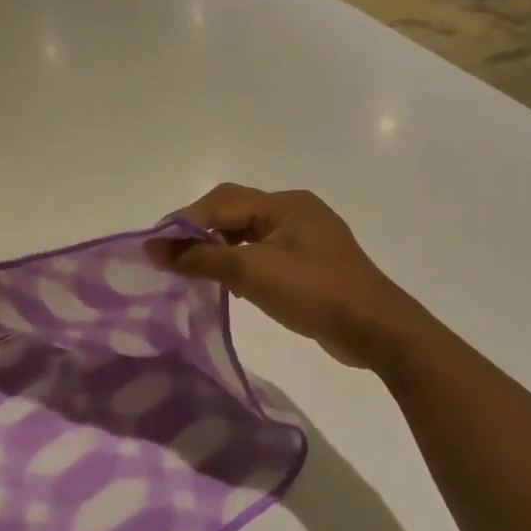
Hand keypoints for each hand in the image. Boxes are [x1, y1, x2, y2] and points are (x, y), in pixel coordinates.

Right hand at [146, 185, 421, 367]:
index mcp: (285, 203)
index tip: (157, 247)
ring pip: (251, 235)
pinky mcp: (313, 264)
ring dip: (223, 250)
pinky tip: (234, 287)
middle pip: (236, 213)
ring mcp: (308, 238)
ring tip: (199, 275)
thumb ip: (201, 257)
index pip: (223, 201)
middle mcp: (297, 212)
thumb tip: (154, 247)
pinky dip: (245, 264)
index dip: (186, 221)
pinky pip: (268, 255)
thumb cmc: (314, 292)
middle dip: (203, 233)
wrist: (376, 329)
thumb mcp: (252, 272)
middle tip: (175, 261)